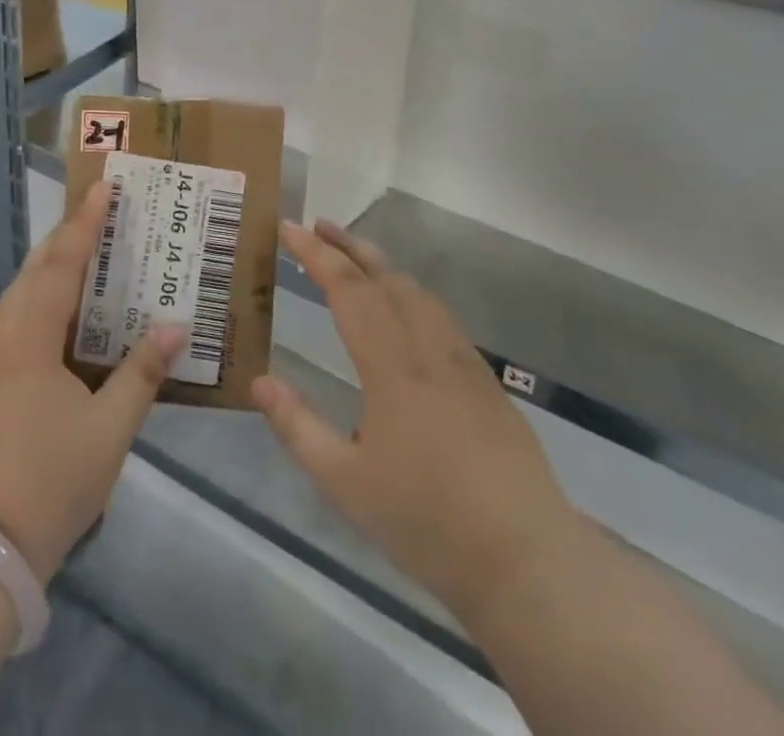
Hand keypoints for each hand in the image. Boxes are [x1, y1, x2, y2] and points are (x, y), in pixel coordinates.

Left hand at [0, 181, 184, 582]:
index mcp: (30, 336)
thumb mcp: (110, 426)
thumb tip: (176, 326)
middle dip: (70, 234)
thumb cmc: (52, 478)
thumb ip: (143, 371)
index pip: (62, 263)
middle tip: (105, 209)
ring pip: (25, 289)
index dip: (85, 223)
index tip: (105, 187)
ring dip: (56, 262)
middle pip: (38, 267)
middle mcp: (5, 332)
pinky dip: (47, 292)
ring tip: (92, 244)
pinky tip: (70, 302)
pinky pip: (21, 312)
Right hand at [252, 220, 577, 627]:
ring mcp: (463, 361)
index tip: (288, 227)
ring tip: (354, 256)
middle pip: (385, 277)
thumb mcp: (345, 483)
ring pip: (418, 292)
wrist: (525, 558)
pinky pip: (440, 315)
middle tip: (317, 225)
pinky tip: (405, 308)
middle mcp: (428, 349)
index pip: (348, 290)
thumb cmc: (426, 521)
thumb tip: (258, 382)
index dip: (315, 255)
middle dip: (348, 246)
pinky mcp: (485, 380)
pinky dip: (410, 292)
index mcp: (392, 366)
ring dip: (381, 265)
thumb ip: (298, 427)